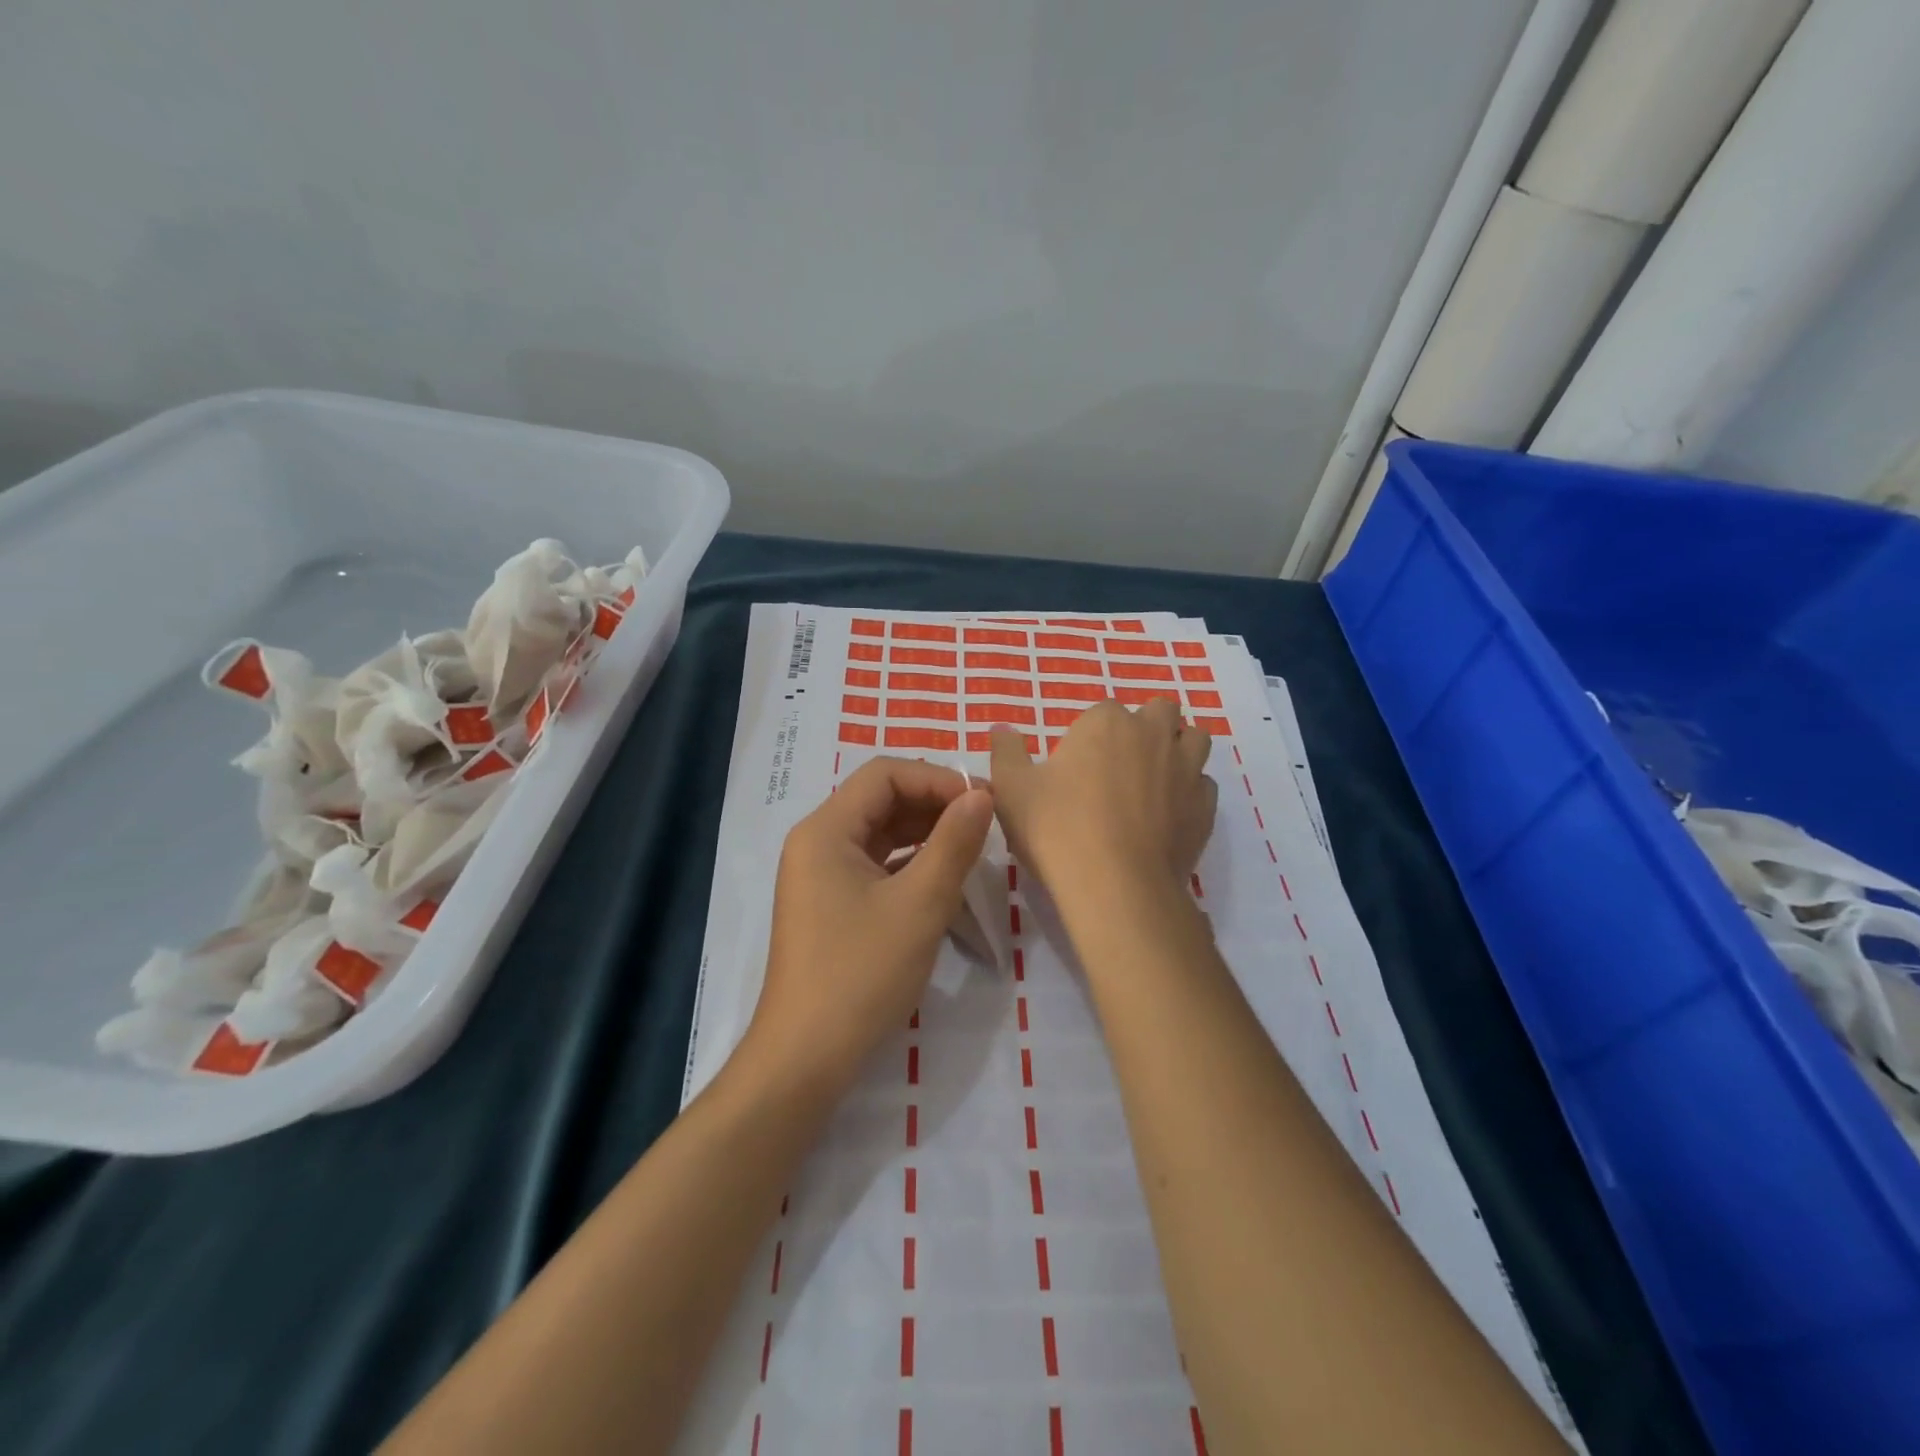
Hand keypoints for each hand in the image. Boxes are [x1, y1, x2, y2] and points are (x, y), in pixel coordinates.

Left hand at [747, 757, 993, 1090]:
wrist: (806, 1059)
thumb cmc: (861, 974)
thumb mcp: (920, 904)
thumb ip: (954, 842)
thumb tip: (982, 794)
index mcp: (825, 830)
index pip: (884, 774)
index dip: (936, 779)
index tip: (983, 802)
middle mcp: (816, 842)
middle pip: (880, 799)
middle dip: (934, 804)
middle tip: (984, 823)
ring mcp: (820, 875)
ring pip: (879, 833)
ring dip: (925, 832)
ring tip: (971, 846)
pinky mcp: (830, 904)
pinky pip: (875, 865)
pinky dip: (910, 862)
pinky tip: (943, 877)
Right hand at [990, 700, 1216, 910]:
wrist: (1114, 885)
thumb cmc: (1056, 827)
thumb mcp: (1011, 789)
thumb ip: (1005, 753)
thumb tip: (1001, 730)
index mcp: (1106, 723)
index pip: (1102, 711)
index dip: (1090, 735)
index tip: (1076, 765)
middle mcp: (1153, 735)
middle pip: (1160, 711)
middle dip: (1145, 727)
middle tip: (1120, 763)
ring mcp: (1186, 770)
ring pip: (1195, 740)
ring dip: (1178, 749)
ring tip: (1154, 779)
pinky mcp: (1205, 808)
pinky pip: (1204, 785)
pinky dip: (1190, 792)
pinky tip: (1170, 815)